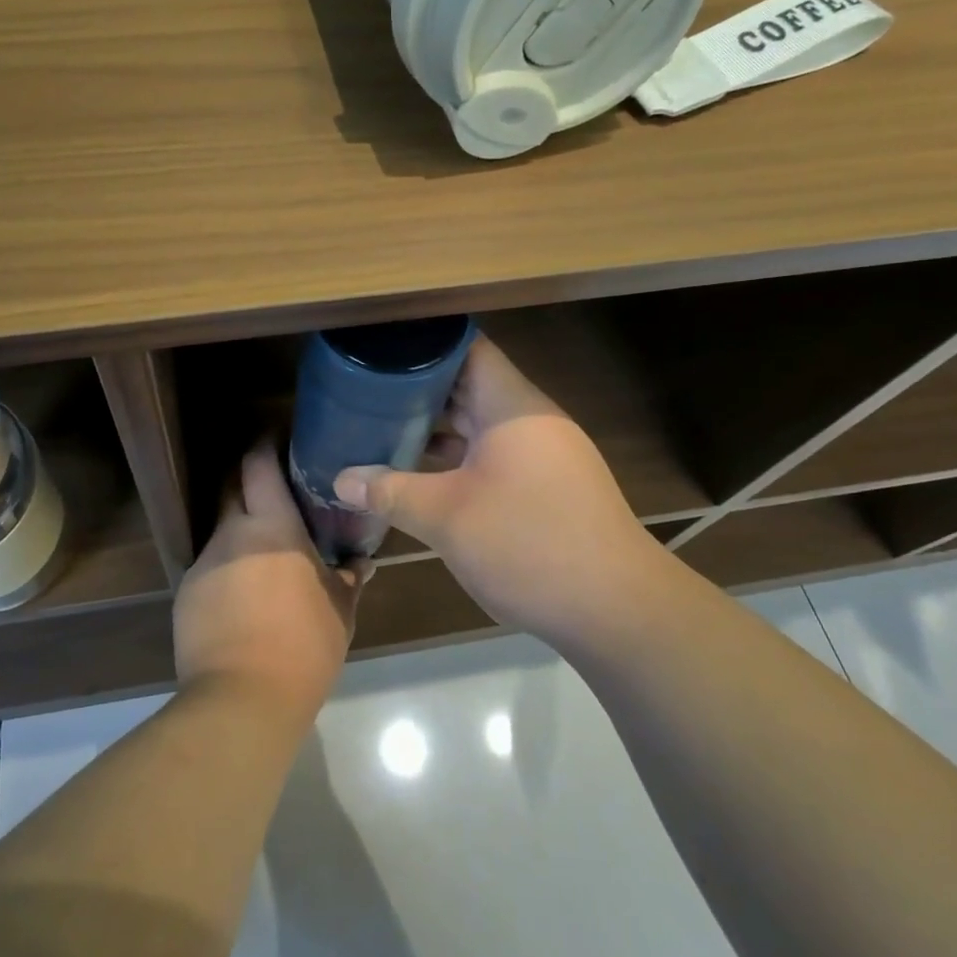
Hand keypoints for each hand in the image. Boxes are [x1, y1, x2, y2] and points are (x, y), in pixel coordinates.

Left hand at [174, 439, 366, 720]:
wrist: (241, 701)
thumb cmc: (303, 647)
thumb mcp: (339, 612)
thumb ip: (348, 579)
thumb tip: (362, 563)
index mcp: (272, 527)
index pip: (258, 465)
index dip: (264, 445)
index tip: (277, 438)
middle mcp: (232, 533)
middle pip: (231, 489)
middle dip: (248, 484)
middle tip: (274, 494)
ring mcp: (205, 562)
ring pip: (223, 532)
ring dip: (241, 534)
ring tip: (263, 559)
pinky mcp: (186, 593)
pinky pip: (211, 568)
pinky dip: (227, 571)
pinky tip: (243, 600)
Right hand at [334, 334, 657, 647]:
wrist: (616, 612)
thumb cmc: (528, 544)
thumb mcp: (446, 517)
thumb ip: (390, 492)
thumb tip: (340, 480)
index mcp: (512, 406)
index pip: (467, 348)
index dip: (423, 343)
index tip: (379, 348)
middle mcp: (529, 419)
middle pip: (468, 384)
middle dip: (417, 389)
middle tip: (364, 391)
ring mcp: (541, 453)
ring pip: (478, 423)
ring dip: (435, 428)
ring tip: (380, 427)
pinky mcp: (545, 485)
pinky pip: (491, 454)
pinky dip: (456, 457)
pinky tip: (419, 472)